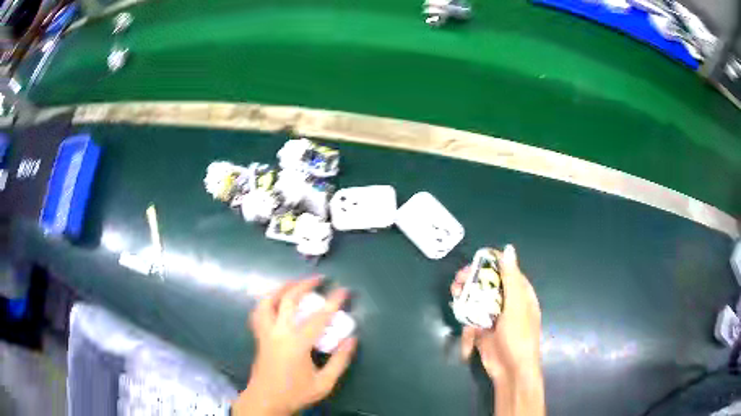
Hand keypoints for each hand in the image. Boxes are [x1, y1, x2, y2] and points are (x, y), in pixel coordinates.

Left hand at [233, 277, 356, 415]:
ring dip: (282, 288)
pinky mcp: (259, 336)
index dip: (333, 302)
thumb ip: (339, 361)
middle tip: (319, 278)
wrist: (266, 400)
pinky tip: (275, 301)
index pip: (318, 317)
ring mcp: (265, 333)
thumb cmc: (295, 393)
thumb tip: (352, 339)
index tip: (344, 290)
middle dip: (305, 285)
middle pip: (288, 300)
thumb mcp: (324, 383)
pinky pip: (259, 312)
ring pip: (268, 301)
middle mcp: (278, 333)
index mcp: (296, 344)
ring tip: (294, 283)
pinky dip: (267, 300)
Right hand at [451, 245, 541, 381]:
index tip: (473, 262)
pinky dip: (467, 323)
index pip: (506, 270)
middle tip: (458, 280)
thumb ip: (511, 278)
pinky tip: (467, 330)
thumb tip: (508, 248)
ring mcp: (495, 317)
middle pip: (488, 285)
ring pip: (478, 301)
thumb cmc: (518, 336)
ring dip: (466, 298)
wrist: (510, 370)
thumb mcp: (516, 305)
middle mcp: (508, 303)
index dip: (490, 264)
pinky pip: (472, 320)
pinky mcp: (483, 330)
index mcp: (520, 293)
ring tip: (455, 294)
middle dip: (473, 281)